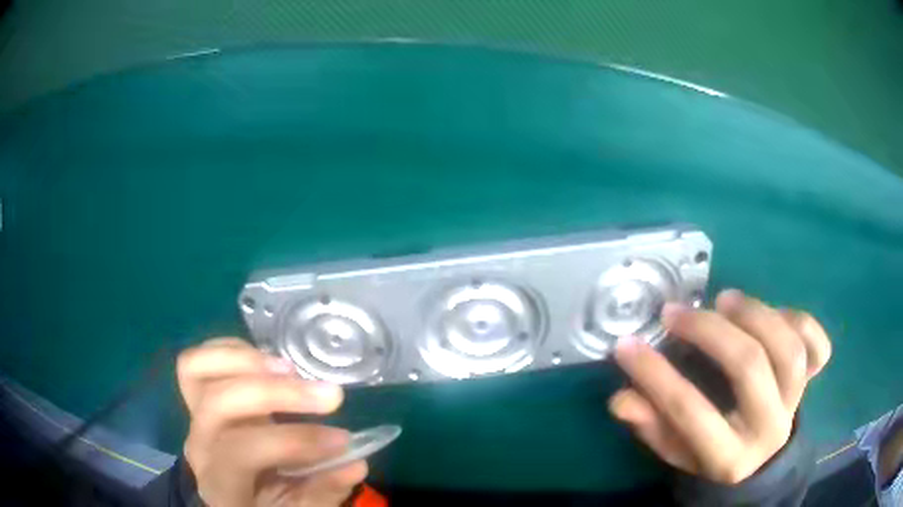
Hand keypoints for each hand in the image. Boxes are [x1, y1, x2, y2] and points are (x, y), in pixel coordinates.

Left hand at [177, 338, 366, 506]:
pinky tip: (269, 363)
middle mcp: (200, 444)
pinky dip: (233, 350)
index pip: (242, 452)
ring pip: (195, 369)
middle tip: (329, 394)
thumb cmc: (268, 506)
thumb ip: (324, 492)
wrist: (233, 496)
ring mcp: (194, 415)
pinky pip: (200, 360)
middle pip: (218, 402)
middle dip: (277, 393)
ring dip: (245, 360)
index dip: (293, 441)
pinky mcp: (198, 396)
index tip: (342, 440)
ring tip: (290, 369)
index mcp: (220, 483)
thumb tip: (356, 462)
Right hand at [609, 289, 831, 483]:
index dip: (655, 376)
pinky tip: (773, 314)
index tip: (627, 345)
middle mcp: (768, 430)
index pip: (690, 412)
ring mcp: (796, 403)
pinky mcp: (811, 381)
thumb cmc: (711, 452)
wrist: (758, 454)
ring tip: (724, 299)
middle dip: (709, 332)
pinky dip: (799, 321)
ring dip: (755, 314)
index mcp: (728, 458)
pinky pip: (818, 347)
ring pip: (788, 348)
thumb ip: (650, 425)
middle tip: (678, 312)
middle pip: (749, 367)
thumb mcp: (676, 450)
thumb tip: (621, 397)